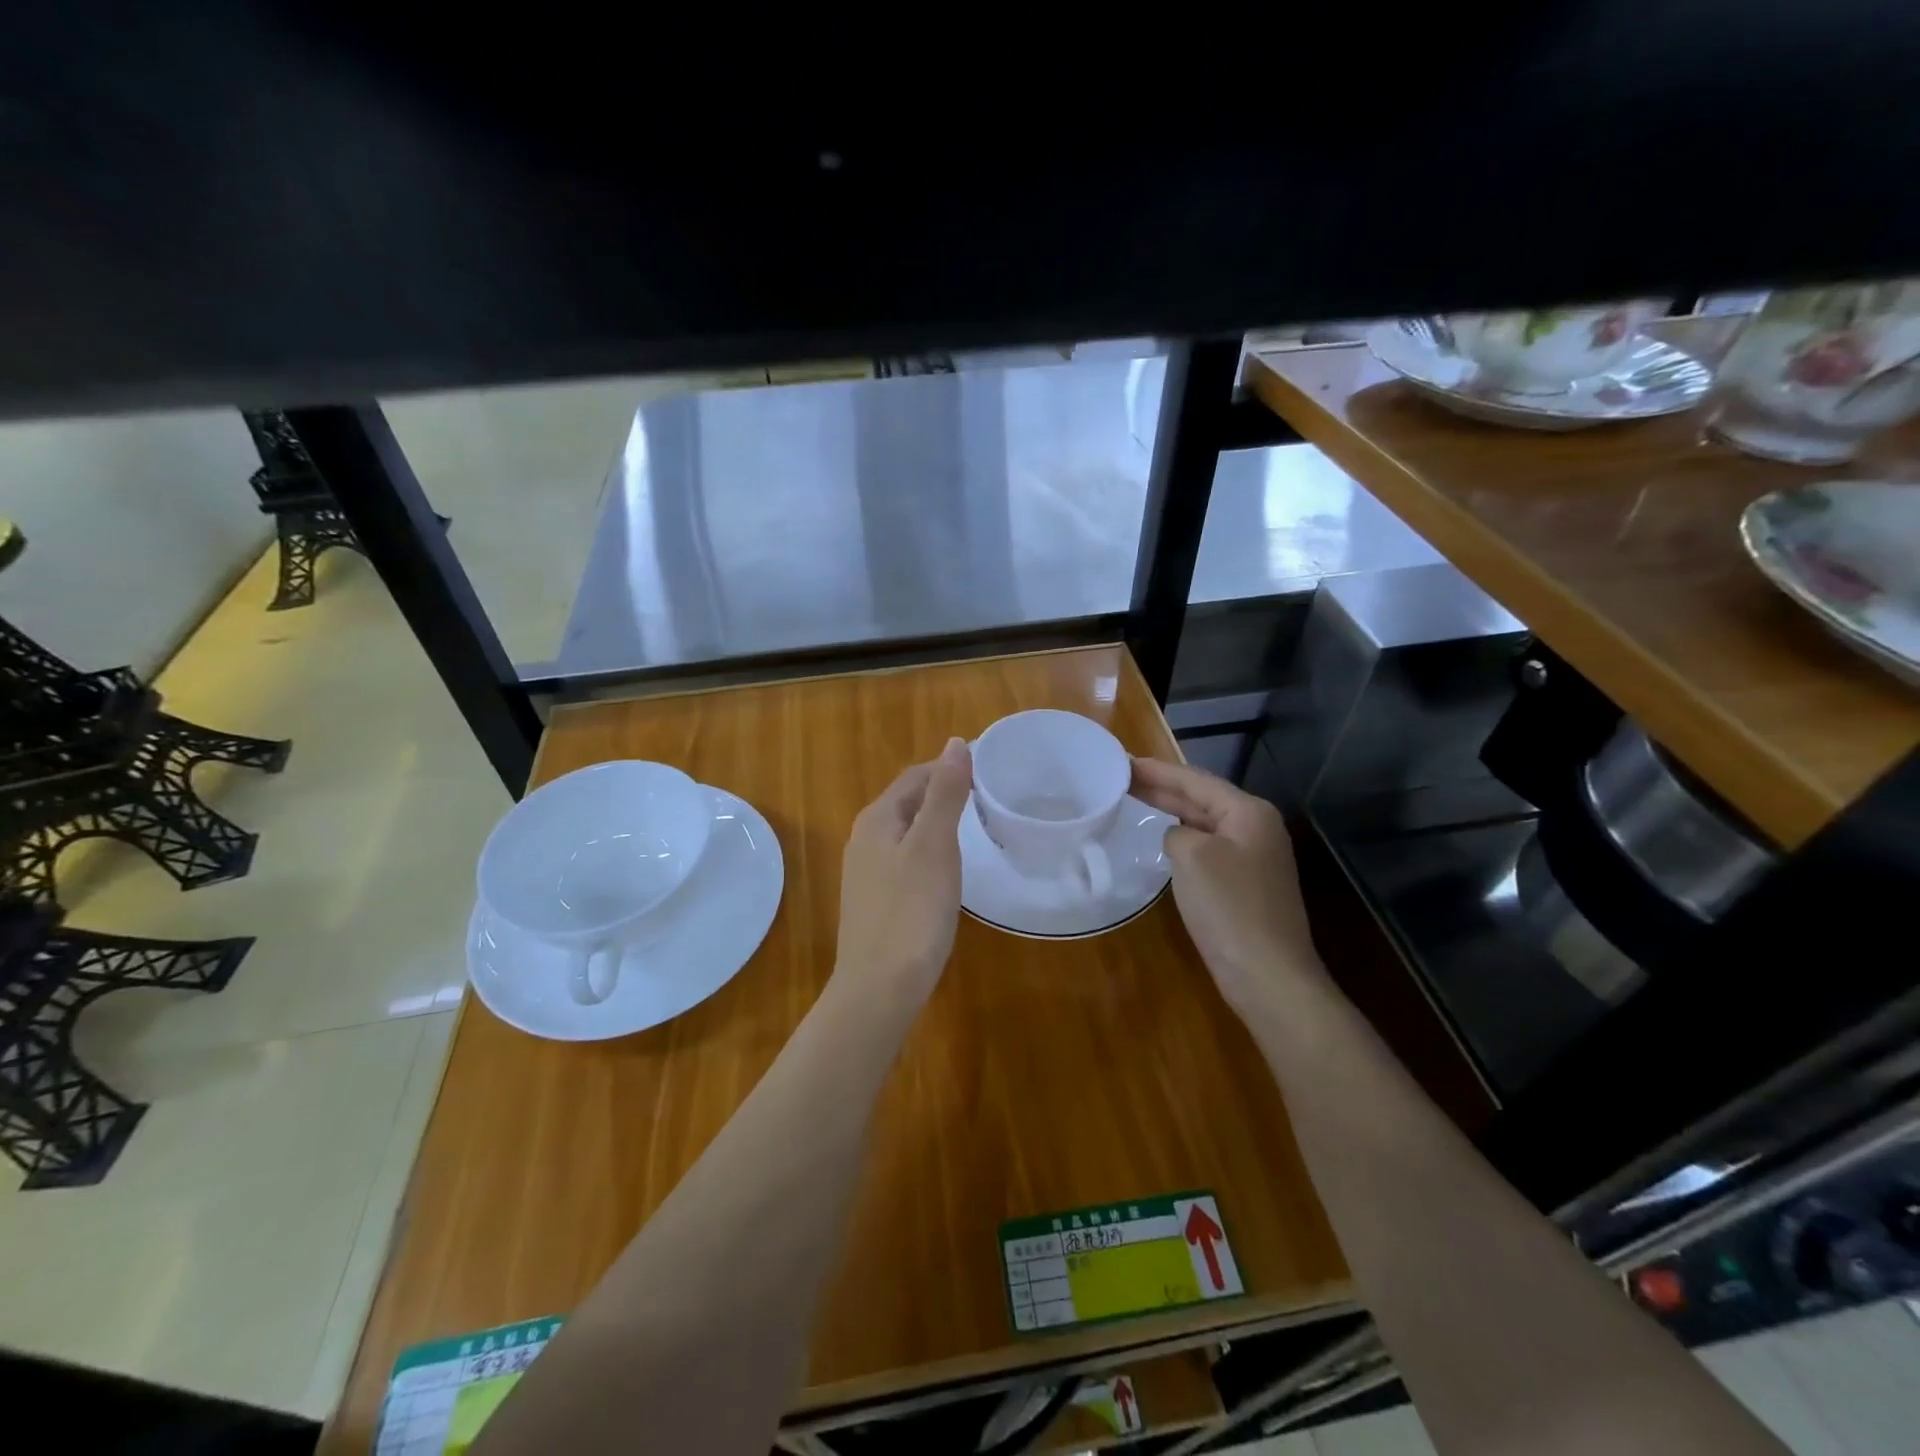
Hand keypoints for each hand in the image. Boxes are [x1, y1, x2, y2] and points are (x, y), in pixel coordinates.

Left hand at [833, 738, 973, 1010]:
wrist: (879, 987)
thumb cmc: (911, 911)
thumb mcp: (934, 845)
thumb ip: (945, 793)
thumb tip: (955, 743)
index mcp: (877, 819)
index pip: (915, 776)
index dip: (948, 768)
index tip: (988, 770)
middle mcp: (864, 839)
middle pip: (908, 801)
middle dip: (943, 793)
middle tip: (987, 797)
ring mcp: (866, 872)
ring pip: (907, 832)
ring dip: (937, 823)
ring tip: (975, 827)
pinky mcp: (875, 900)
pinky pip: (906, 860)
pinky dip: (930, 852)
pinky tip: (948, 869)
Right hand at [1131, 757, 1324, 1021]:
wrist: (1267, 974)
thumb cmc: (1229, 907)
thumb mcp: (1192, 855)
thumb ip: (1176, 832)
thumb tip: (1176, 838)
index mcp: (1249, 812)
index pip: (1196, 780)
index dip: (1158, 770)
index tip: (1123, 761)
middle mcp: (1256, 828)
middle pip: (1202, 798)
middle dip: (1163, 788)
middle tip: (1122, 777)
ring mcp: (1253, 858)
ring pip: (1204, 823)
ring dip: (1171, 812)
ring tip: (1135, 799)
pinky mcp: (1245, 884)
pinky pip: (1207, 849)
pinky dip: (1182, 839)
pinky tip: (1161, 841)